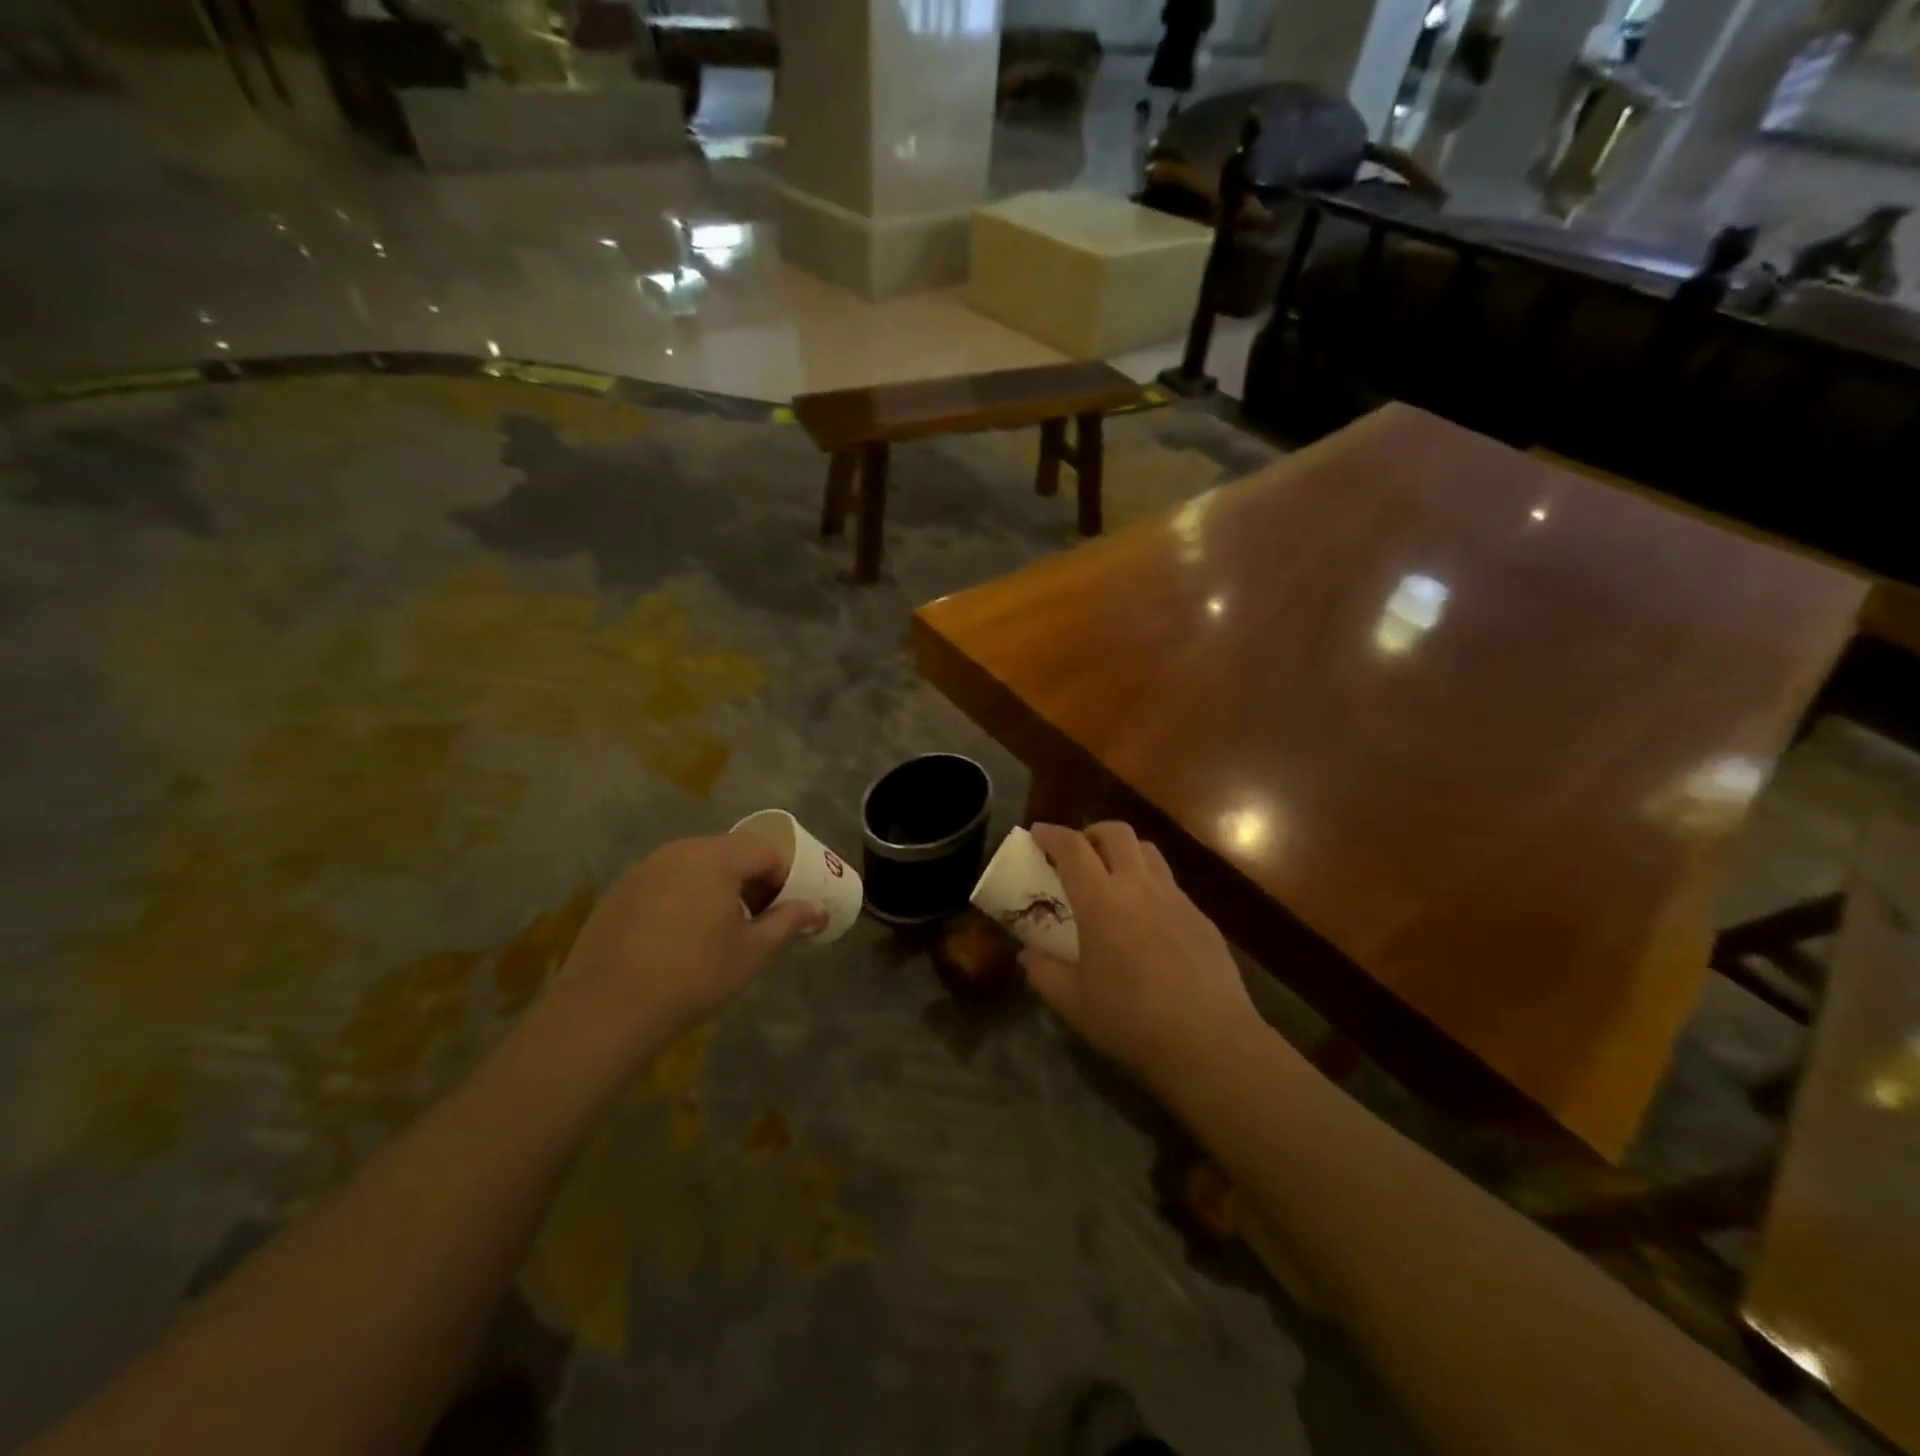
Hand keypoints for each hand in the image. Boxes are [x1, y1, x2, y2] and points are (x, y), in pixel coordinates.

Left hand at [556, 834, 823, 1049]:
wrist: (607, 1008)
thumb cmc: (694, 975)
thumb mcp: (751, 952)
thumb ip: (787, 922)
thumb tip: (817, 911)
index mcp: (716, 858)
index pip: (765, 850)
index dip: (784, 877)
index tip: (783, 910)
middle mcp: (680, 850)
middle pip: (729, 852)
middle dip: (751, 879)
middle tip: (756, 918)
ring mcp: (645, 868)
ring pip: (695, 865)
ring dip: (716, 886)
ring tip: (718, 929)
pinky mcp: (620, 890)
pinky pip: (665, 880)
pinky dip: (683, 896)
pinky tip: (677, 937)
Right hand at [1022, 822, 1263, 1089]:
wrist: (1210, 1041)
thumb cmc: (1131, 1020)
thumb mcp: (1072, 1002)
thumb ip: (1043, 972)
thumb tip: (1028, 954)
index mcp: (1101, 900)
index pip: (1072, 847)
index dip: (1051, 834)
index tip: (1037, 833)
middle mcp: (1139, 886)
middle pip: (1116, 833)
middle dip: (1091, 833)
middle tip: (1077, 854)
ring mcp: (1175, 899)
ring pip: (1148, 851)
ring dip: (1124, 852)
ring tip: (1112, 878)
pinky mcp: (1201, 918)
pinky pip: (1170, 884)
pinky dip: (1149, 885)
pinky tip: (1146, 920)